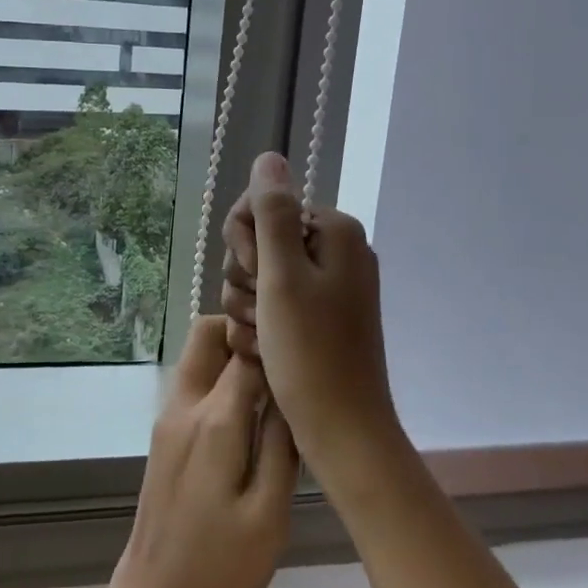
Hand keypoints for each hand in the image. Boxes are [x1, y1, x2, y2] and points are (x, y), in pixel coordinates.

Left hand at [97, 315, 297, 587]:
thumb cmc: (219, 574)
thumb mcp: (270, 513)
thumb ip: (283, 441)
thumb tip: (293, 387)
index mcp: (213, 420)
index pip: (246, 346)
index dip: (277, 338)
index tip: (308, 345)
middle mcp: (183, 408)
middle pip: (208, 334)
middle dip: (245, 331)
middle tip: (287, 360)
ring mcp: (168, 424)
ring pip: (199, 358)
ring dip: (233, 356)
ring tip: (278, 387)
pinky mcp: (164, 443)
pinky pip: (195, 389)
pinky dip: (221, 383)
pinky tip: (253, 419)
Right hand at [219, 153, 406, 490]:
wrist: (342, 430)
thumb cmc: (311, 352)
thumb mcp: (283, 276)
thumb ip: (272, 212)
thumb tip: (269, 157)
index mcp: (336, 231)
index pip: (265, 205)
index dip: (245, 239)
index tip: (253, 274)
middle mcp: (337, 251)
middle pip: (262, 241)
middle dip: (246, 278)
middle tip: (260, 313)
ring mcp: (330, 287)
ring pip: (261, 277)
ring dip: (249, 307)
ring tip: (263, 340)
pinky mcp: (321, 318)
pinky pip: (275, 305)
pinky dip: (263, 327)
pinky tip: (266, 352)